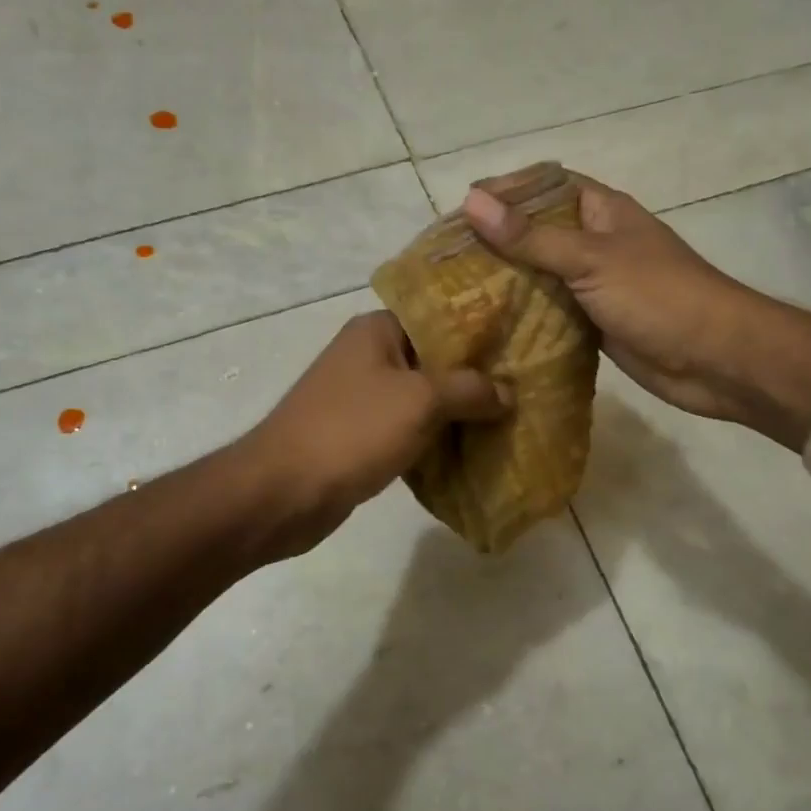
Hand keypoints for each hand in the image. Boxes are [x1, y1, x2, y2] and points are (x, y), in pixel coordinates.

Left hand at [242, 312, 510, 556]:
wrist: (283, 492)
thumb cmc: (351, 431)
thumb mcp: (420, 401)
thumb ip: (470, 390)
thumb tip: (508, 392)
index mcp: (377, 330)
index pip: (441, 317)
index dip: (482, 333)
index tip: (524, 346)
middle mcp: (368, 356)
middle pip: (435, 360)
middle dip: (477, 378)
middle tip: (527, 389)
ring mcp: (362, 398)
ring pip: (424, 399)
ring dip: (460, 413)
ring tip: (512, 421)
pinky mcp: (361, 436)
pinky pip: (410, 430)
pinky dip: (437, 440)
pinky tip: (476, 452)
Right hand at [461, 171, 760, 422]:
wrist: (715, 359)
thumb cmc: (658, 296)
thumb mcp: (590, 259)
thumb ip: (531, 237)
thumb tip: (472, 202)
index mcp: (602, 211)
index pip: (544, 186)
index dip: (504, 191)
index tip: (460, 210)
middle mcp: (596, 242)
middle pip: (537, 232)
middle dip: (496, 241)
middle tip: (446, 259)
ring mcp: (595, 284)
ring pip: (541, 275)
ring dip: (506, 281)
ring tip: (456, 291)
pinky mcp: (594, 322)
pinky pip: (551, 311)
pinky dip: (524, 315)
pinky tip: (488, 325)